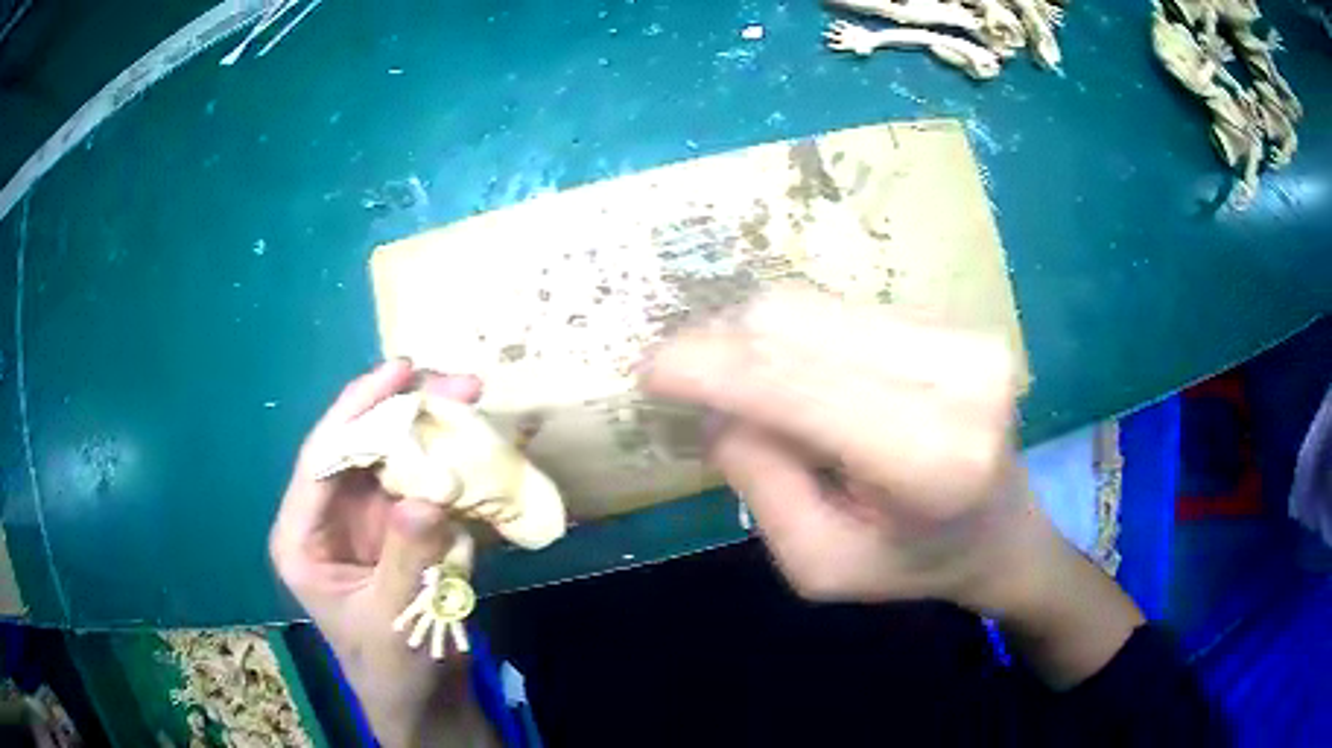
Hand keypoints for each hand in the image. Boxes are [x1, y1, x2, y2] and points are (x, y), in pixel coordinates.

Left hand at [270, 360, 495, 746]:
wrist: (424, 699)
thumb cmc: (391, 670)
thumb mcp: (392, 620)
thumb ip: (407, 559)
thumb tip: (431, 495)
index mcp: (303, 537)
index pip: (321, 460)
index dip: (357, 410)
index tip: (401, 371)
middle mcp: (329, 516)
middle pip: (359, 446)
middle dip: (403, 411)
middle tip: (458, 384)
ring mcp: (366, 520)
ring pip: (393, 457)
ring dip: (432, 430)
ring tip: (473, 403)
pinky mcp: (401, 528)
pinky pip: (422, 482)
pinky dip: (450, 464)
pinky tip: (478, 448)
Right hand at [641, 287, 1036, 609]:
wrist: (1001, 529)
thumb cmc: (910, 563)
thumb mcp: (816, 562)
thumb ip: (758, 480)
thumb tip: (716, 398)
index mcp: (931, 460)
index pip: (796, 383)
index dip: (709, 366)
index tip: (648, 371)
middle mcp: (959, 378)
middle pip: (796, 320)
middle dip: (723, 349)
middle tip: (691, 387)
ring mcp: (964, 336)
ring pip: (814, 306)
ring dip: (759, 344)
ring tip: (756, 395)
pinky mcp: (956, 320)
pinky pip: (842, 310)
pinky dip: (800, 342)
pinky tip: (805, 381)